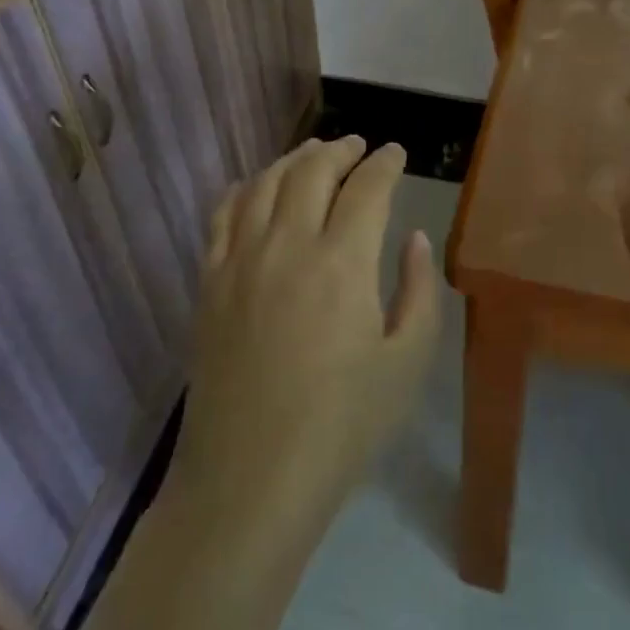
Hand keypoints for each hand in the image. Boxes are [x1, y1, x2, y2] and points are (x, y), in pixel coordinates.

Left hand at [170, 137, 441, 531]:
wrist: (249, 481)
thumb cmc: (341, 427)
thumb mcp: (406, 364)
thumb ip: (420, 291)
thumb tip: (414, 238)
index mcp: (342, 263)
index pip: (367, 187)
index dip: (386, 162)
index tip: (396, 153)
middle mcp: (288, 245)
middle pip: (313, 170)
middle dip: (342, 149)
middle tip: (359, 148)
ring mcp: (240, 260)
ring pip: (265, 182)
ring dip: (294, 159)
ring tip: (314, 154)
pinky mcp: (209, 282)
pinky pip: (223, 214)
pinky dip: (244, 188)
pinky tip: (256, 188)